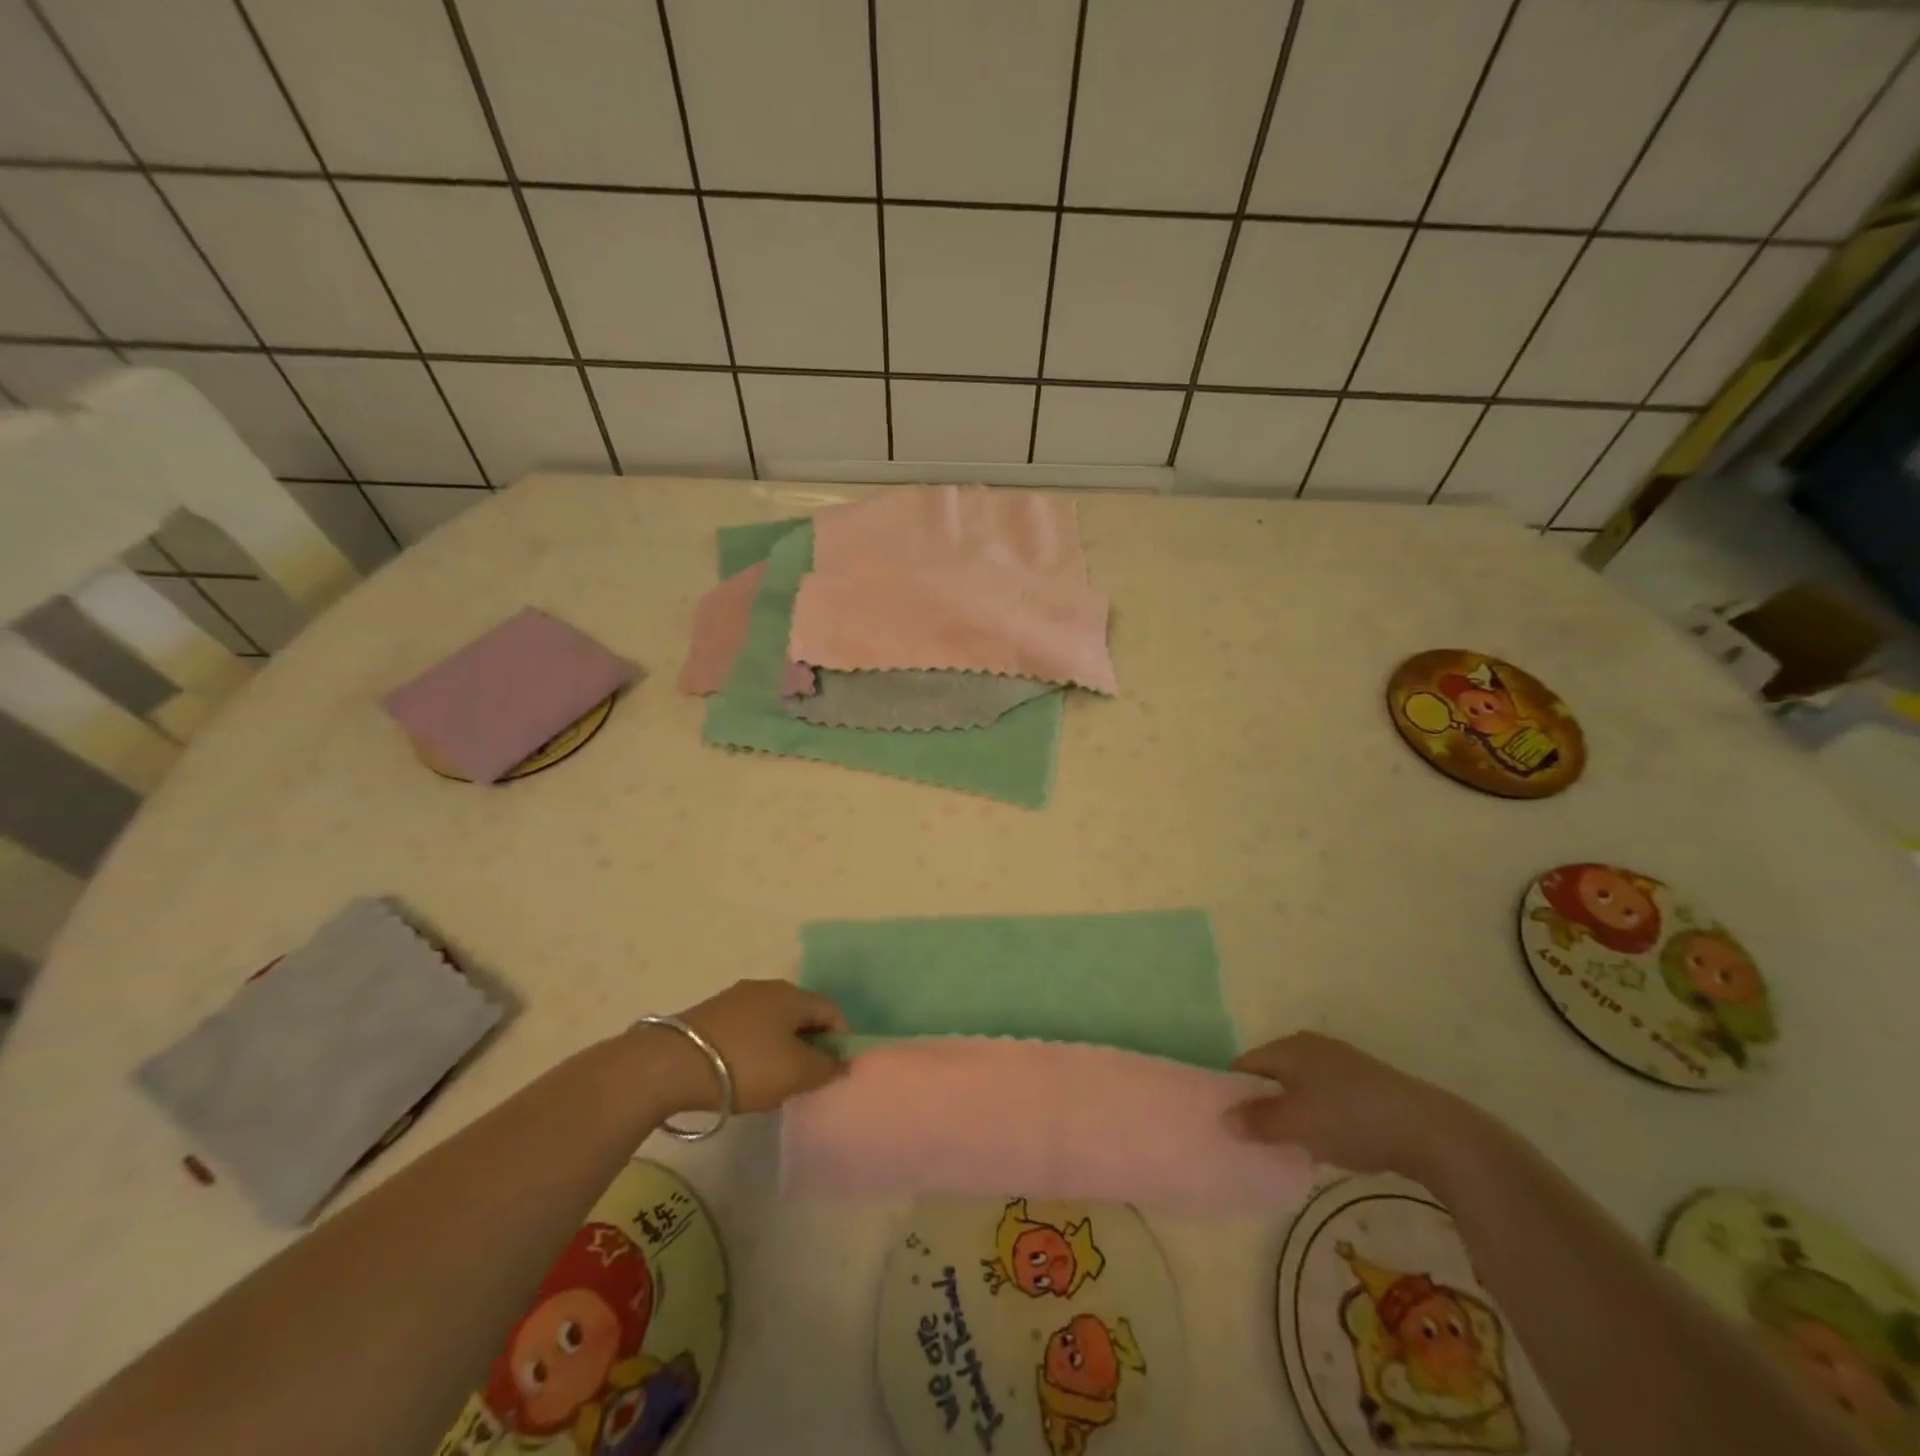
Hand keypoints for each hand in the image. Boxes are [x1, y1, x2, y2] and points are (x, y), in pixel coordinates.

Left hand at [646, 979, 847, 1114]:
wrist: (671, 1064)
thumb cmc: (746, 1065)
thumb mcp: (795, 1073)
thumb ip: (826, 1069)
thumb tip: (842, 1063)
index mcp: (792, 995)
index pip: (831, 1010)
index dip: (840, 1039)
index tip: (834, 1070)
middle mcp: (767, 988)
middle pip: (801, 1014)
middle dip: (809, 1045)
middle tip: (805, 1079)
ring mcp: (735, 998)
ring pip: (772, 1022)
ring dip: (780, 1048)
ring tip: (772, 1082)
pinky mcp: (710, 1014)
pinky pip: (746, 1029)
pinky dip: (754, 1049)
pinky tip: (742, 1074)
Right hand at [1224, 1032, 1477, 1183]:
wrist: (1429, 1131)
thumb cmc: (1350, 1120)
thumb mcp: (1296, 1125)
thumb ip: (1257, 1122)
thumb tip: (1224, 1118)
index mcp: (1288, 1047)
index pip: (1245, 1065)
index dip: (1233, 1093)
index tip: (1231, 1125)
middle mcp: (1310, 1046)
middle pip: (1272, 1074)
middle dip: (1263, 1105)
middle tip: (1258, 1140)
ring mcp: (1341, 1062)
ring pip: (1300, 1086)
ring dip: (1292, 1113)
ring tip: (1291, 1146)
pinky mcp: (1366, 1082)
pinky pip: (1326, 1096)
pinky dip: (1318, 1115)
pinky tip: (1328, 1142)